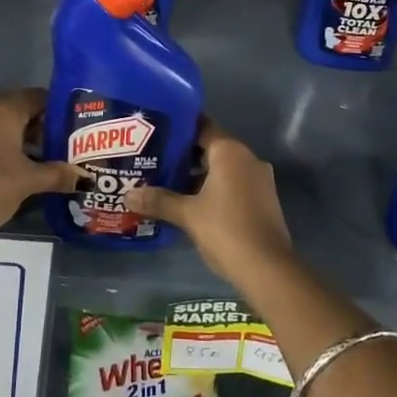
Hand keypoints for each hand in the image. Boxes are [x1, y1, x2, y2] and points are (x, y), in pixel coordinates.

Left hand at [0, 88, 81, 234]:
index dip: (56, 107)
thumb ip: (57, 174)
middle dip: (41, 126)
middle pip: (20, 111)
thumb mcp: (30, 180)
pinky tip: (19, 170)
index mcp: (6, 110)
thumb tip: (85, 177)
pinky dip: (6, 150)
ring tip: (46, 158)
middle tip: (63, 142)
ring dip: (23, 140)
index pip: (37, 97)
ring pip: (3, 128)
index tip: (74, 123)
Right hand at [126, 122, 292, 288]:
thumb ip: (159, 200)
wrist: (268, 269)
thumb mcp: (187, 214)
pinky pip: (233, 184)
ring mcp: (259, 179)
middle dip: (184, 156)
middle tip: (155, 161)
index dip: (178, 130)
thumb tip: (128, 194)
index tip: (156, 134)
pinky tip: (192, 203)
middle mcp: (247, 158)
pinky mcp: (264, 200)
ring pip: (223, 168)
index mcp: (230, 152)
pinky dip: (214, 188)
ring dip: (199, 175)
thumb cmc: (226, 230)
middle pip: (211, 148)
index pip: (201, 127)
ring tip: (168, 183)